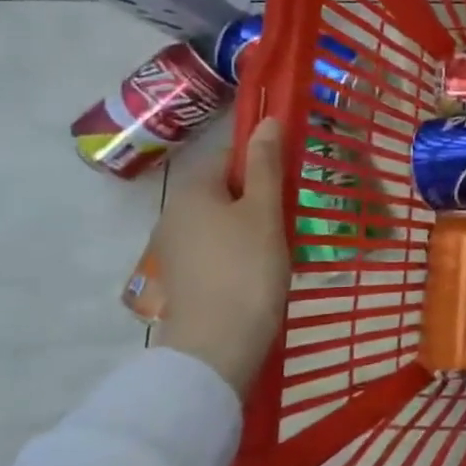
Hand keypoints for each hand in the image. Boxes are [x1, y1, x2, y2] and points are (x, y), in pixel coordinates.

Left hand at [155, 116, 288, 397]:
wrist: (218, 344)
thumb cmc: (247, 268)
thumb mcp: (264, 211)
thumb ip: (265, 165)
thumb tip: (267, 120)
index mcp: (192, 190)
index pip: (228, 156)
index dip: (262, 161)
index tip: (290, 179)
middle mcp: (174, 213)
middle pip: (223, 189)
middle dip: (257, 195)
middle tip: (291, 212)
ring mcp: (174, 248)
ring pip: (220, 220)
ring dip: (250, 224)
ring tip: (282, 242)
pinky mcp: (182, 277)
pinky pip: (215, 248)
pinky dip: (238, 249)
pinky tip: (260, 267)